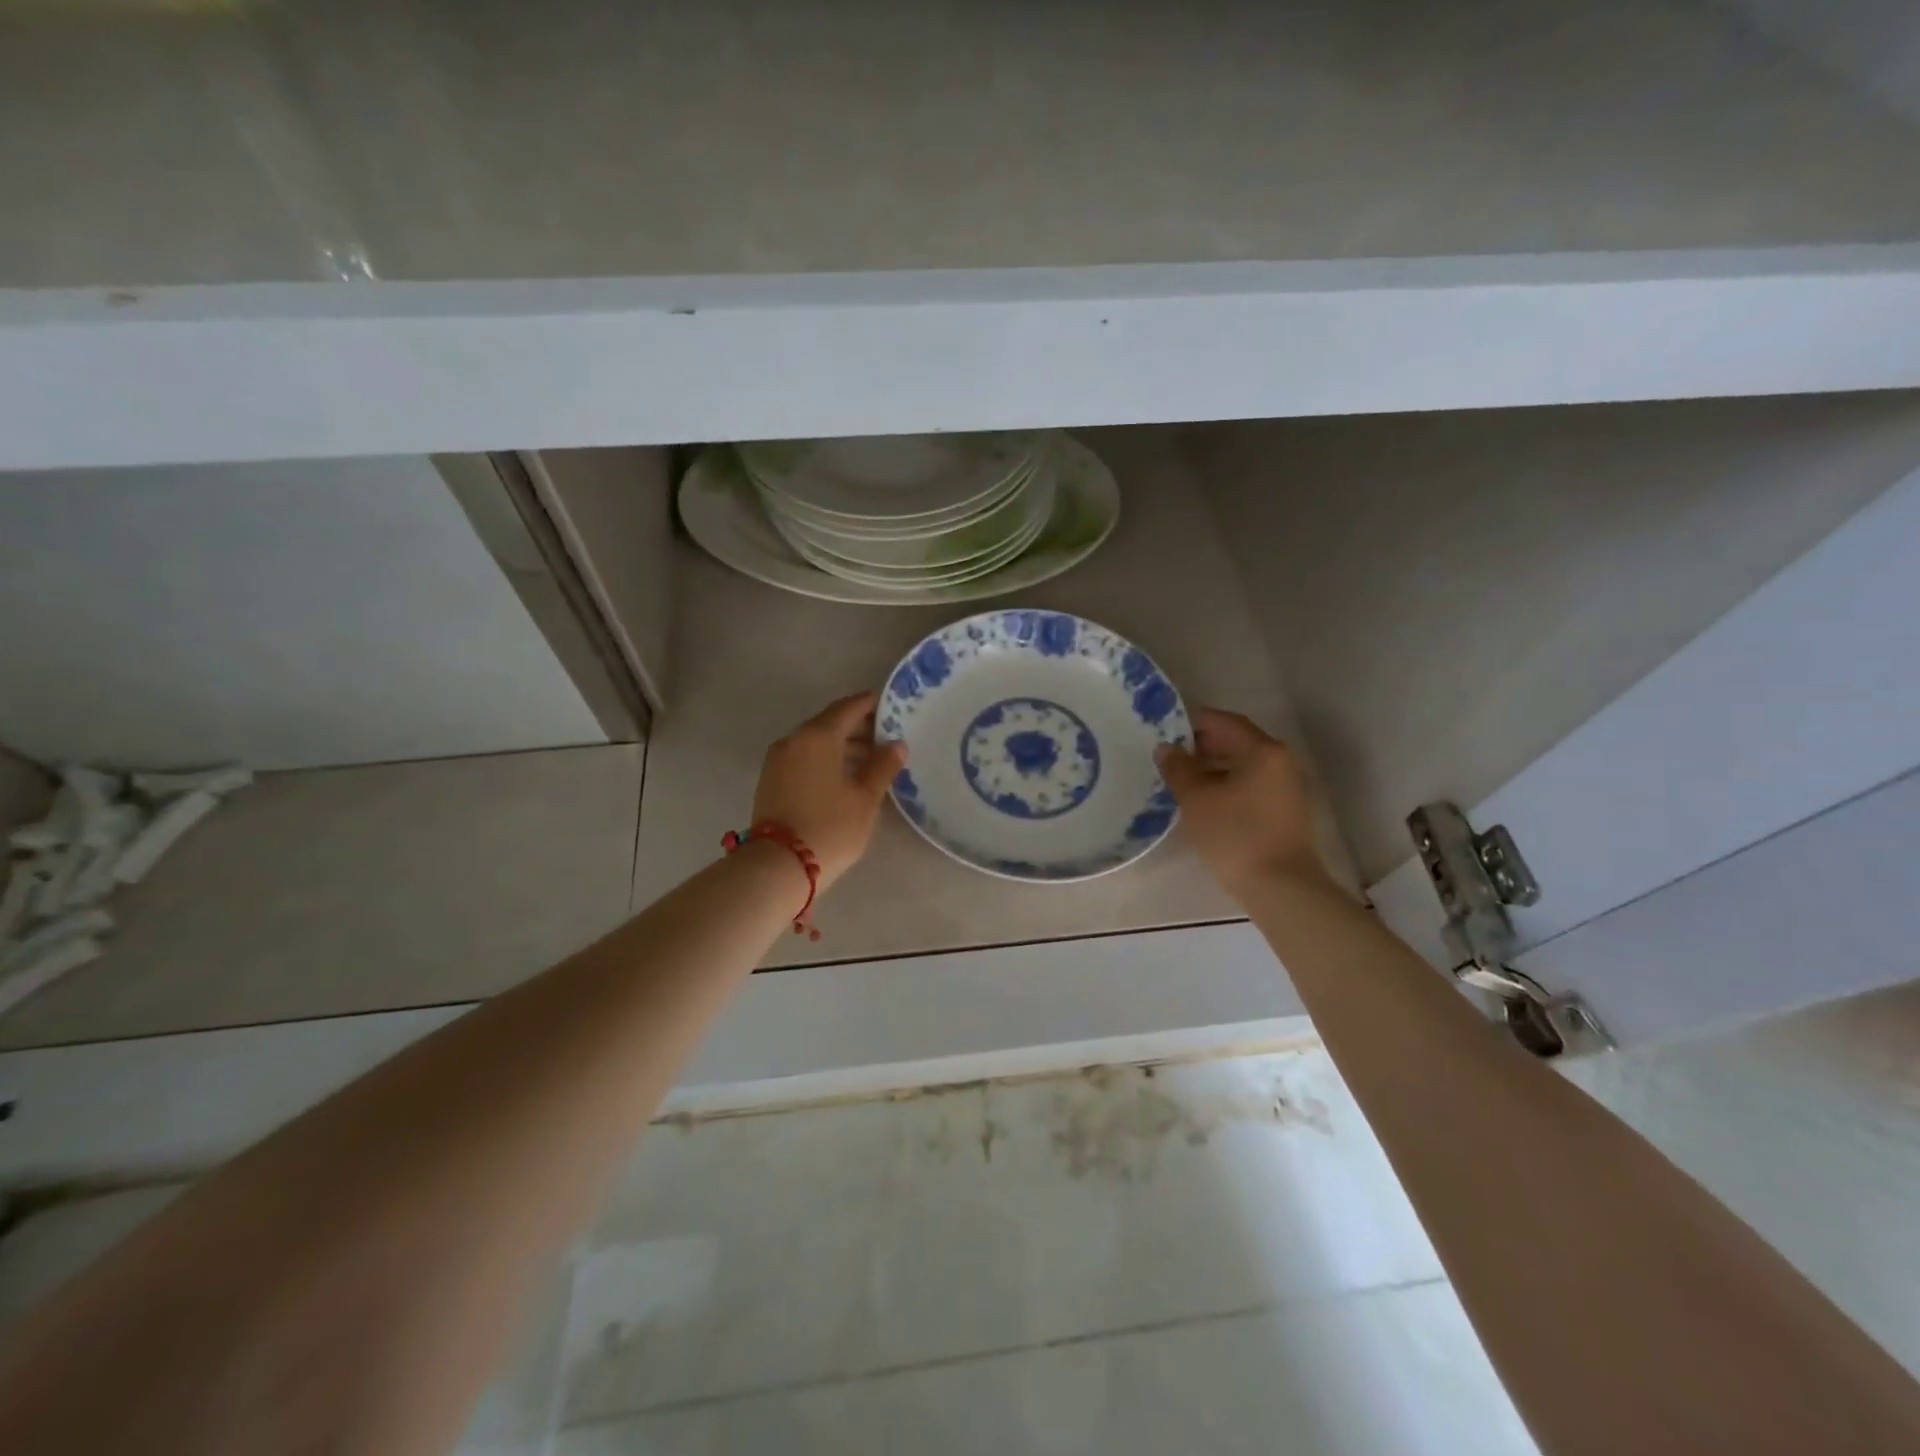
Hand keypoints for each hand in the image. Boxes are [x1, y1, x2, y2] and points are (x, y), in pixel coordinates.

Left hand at [752, 692, 907, 889]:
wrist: (778, 866)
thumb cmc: (830, 828)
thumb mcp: (865, 798)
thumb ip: (883, 766)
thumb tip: (897, 744)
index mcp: (818, 736)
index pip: (848, 708)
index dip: (871, 705)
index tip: (892, 707)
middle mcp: (794, 739)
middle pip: (830, 723)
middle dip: (859, 727)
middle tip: (887, 738)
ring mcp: (778, 760)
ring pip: (815, 741)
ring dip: (842, 745)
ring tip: (871, 761)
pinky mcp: (771, 780)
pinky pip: (804, 757)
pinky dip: (825, 758)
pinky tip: (845, 775)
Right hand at [1156, 708, 1327, 896]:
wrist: (1281, 888)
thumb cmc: (1235, 836)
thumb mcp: (1196, 799)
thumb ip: (1178, 768)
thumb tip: (1166, 748)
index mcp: (1263, 751)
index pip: (1225, 722)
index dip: (1193, 720)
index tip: (1165, 727)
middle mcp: (1281, 762)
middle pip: (1237, 741)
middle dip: (1202, 744)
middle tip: (1169, 754)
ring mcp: (1286, 787)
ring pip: (1244, 764)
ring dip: (1213, 766)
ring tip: (1181, 778)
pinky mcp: (1284, 810)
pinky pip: (1251, 784)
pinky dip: (1226, 783)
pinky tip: (1204, 800)